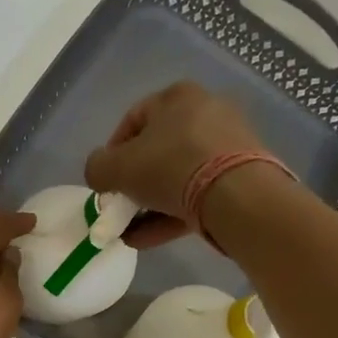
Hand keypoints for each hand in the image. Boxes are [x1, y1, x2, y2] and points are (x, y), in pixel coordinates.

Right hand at [83, 81, 266, 247]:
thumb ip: (97, 168)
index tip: (105, 182)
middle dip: (134, 183)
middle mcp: (206, 112)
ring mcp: (228, 146)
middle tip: (120, 207)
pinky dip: (172, 215)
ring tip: (130, 233)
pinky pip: (198, 195)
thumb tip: (99, 174)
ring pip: (178, 177)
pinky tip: (148, 240)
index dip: (111, 153)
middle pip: (158, 150)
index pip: (133, 120)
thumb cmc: (170, 167)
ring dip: (150, 205)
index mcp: (177, 97)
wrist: (237, 195)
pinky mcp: (241, 178)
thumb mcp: (116, 168)